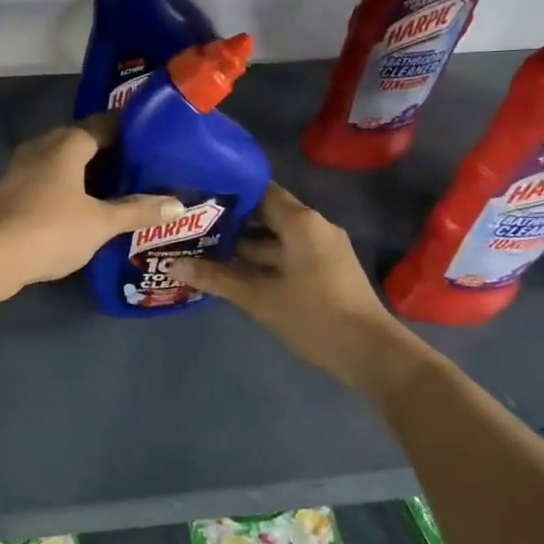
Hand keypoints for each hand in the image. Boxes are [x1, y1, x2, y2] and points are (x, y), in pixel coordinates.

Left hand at [0, 117, 185, 297]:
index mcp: (66, 143)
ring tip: (121, 190)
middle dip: (112, 154)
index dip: (131, 130)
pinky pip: (49, 180)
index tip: (157, 140)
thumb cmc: (49, 229)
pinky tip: (85, 208)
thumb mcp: (100, 223)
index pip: (105, 123)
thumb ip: (137, 211)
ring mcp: (22, 169)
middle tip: (144, 169)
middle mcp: (42, 146)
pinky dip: (70, 188)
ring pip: (63, 162)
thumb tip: (178, 204)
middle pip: (83, 142)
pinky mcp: (11, 192)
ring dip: (89, 174)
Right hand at [167, 184, 418, 389]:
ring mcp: (322, 249)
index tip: (198, 194)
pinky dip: (262, 258)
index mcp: (301, 222)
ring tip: (204, 246)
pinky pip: (287, 253)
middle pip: (266, 213)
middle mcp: (313, 227)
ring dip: (245, 243)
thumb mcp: (259, 298)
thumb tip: (173, 264)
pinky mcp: (325, 269)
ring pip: (276, 237)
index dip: (229, 191)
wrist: (371, 353)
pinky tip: (233, 270)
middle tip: (193, 223)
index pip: (260, 190)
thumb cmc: (314, 316)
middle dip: (231, 220)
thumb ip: (217, 278)